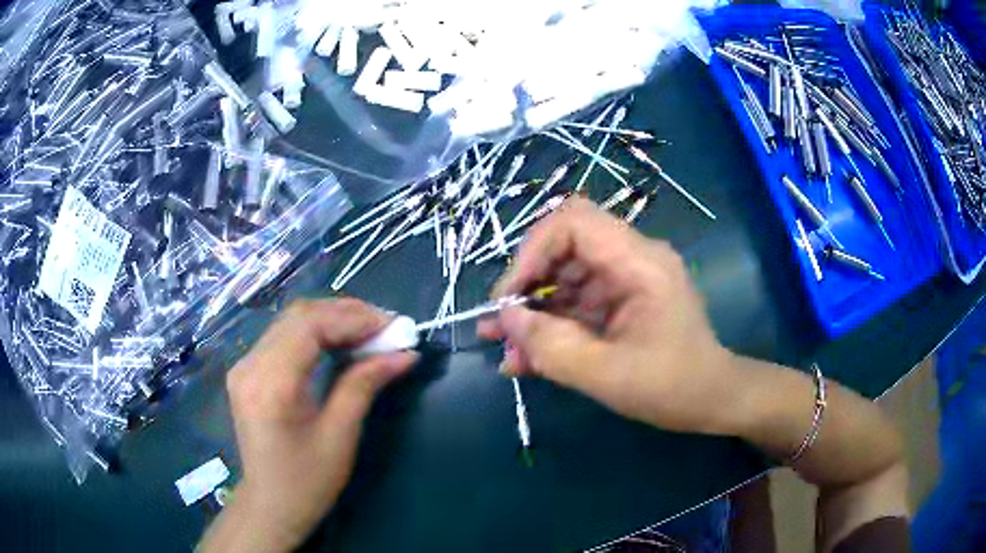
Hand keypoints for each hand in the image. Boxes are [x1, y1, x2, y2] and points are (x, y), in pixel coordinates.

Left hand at [200, 299, 416, 552]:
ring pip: (291, 321)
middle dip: (346, 314)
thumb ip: (365, 385)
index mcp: (270, 385)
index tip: (392, 326)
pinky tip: (340, 342)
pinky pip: (284, 336)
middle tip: (386, 326)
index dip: (353, 319)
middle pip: (298, 316)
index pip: (309, 326)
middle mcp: (249, 365)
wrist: (270, 504)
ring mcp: (244, 365)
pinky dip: (316, 333)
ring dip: (332, 320)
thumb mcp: (340, 436)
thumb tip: (405, 354)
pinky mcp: (248, 370)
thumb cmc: (307, 482)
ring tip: (370, 332)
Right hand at [478, 197, 740, 434]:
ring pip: (565, 278)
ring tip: (503, 348)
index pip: (574, 222)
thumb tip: (506, 318)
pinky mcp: (621, 302)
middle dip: (525, 286)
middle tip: (497, 325)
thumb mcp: (607, 375)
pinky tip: (526, 359)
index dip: (533, 251)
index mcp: (639, 263)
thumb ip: (552, 347)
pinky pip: (577, 304)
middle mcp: (632, 260)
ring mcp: (626, 281)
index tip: (510, 296)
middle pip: (564, 248)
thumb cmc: (672, 387)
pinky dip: (551, 328)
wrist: (712, 400)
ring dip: (532, 312)